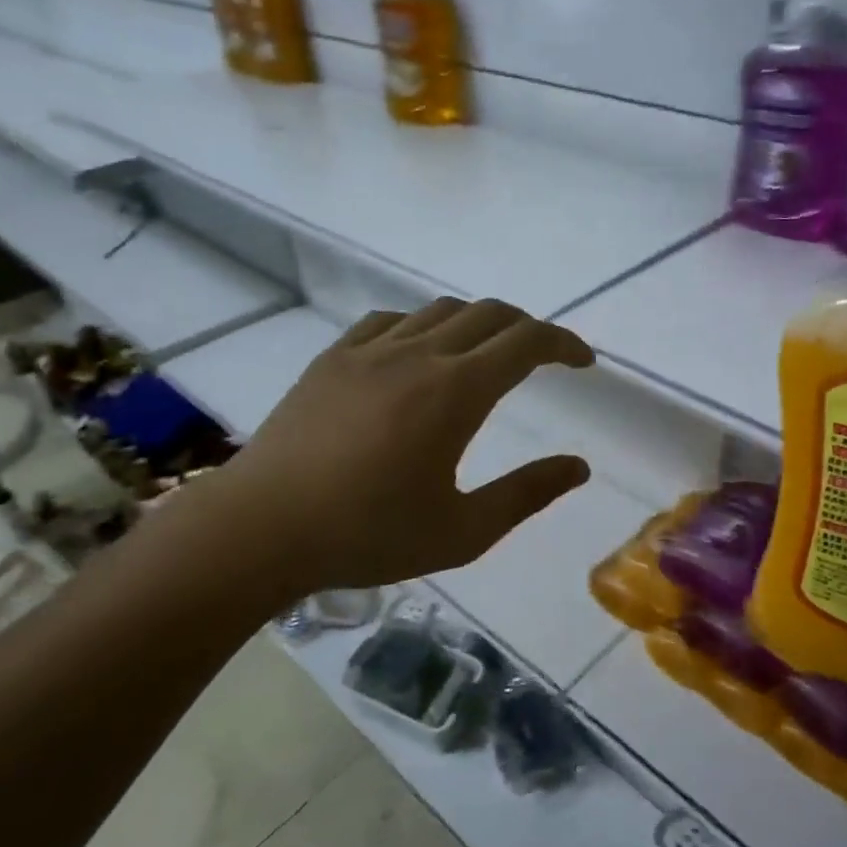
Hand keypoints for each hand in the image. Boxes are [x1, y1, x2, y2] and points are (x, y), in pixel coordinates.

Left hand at [194, 297, 594, 593]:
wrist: (263, 528)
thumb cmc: (368, 535)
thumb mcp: (463, 532)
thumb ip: (526, 494)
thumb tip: (579, 467)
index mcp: (456, 392)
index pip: (526, 343)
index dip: (563, 344)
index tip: (583, 362)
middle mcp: (418, 355)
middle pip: (488, 314)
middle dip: (527, 328)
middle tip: (543, 357)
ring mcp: (369, 351)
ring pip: (438, 311)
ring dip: (477, 324)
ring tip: (485, 355)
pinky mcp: (332, 359)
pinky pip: (388, 321)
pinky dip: (421, 326)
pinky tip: (417, 353)